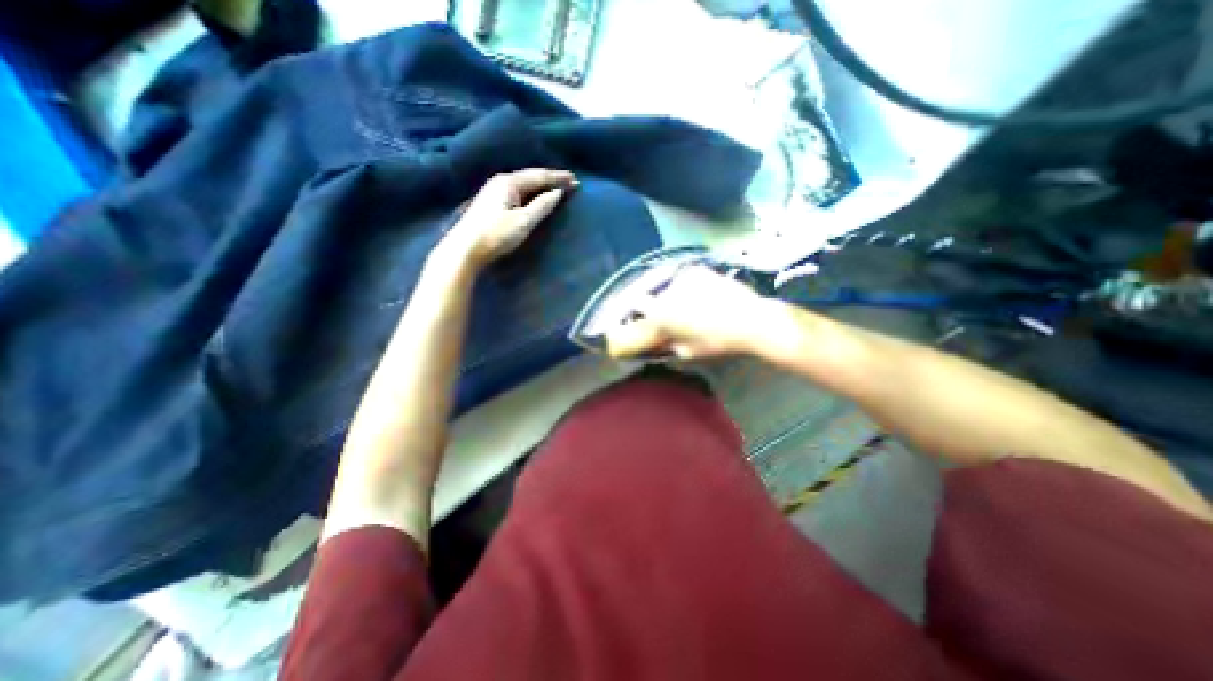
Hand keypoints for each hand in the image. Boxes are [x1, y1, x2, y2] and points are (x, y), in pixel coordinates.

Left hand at [436, 169, 576, 269]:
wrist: (465, 248)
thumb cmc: (496, 234)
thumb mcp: (523, 221)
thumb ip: (542, 206)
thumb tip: (557, 192)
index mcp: (509, 182)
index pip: (539, 175)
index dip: (558, 178)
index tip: (575, 180)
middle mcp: (501, 181)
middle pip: (531, 177)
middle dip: (551, 180)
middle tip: (569, 183)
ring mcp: (494, 190)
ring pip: (523, 184)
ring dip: (541, 185)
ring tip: (556, 188)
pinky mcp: (491, 202)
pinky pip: (517, 191)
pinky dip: (531, 192)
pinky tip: (535, 197)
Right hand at [607, 266, 776, 360]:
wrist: (748, 321)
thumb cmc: (715, 342)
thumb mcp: (689, 352)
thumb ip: (669, 346)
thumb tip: (661, 343)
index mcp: (662, 313)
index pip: (639, 303)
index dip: (641, 309)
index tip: (646, 314)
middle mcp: (668, 292)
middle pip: (658, 295)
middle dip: (663, 304)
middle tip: (678, 315)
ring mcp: (685, 278)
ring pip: (672, 286)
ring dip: (677, 294)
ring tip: (695, 305)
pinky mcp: (700, 271)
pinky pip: (687, 278)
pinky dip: (690, 286)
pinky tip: (703, 294)